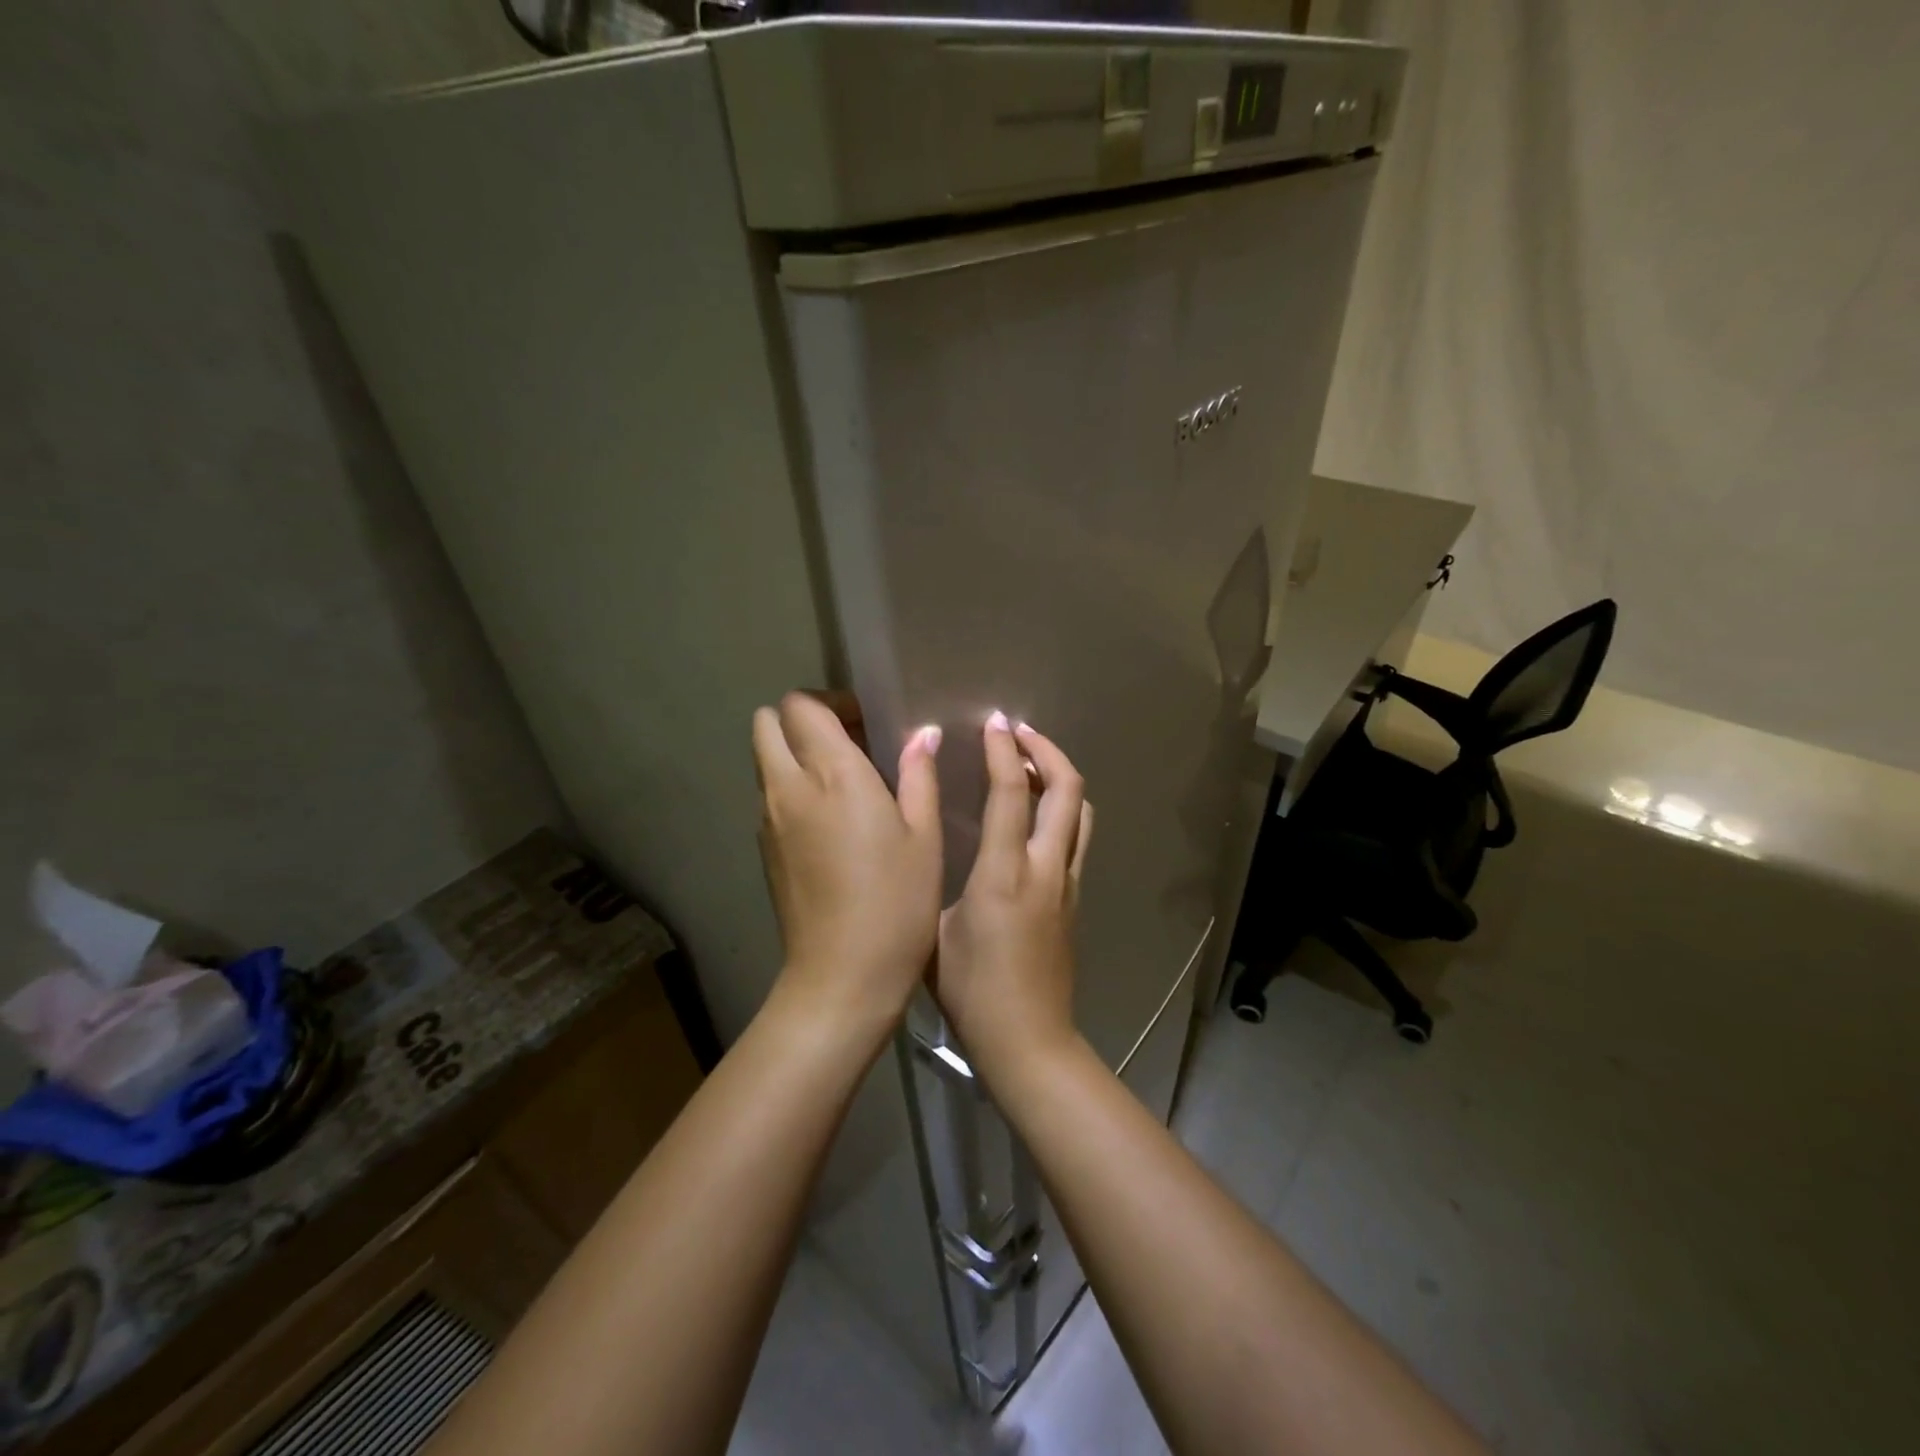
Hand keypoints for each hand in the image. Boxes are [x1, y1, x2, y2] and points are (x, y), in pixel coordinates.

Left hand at [754, 694, 942, 1035]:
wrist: (842, 976)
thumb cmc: (897, 902)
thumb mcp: (925, 836)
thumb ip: (918, 775)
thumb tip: (922, 735)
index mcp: (832, 775)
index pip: (801, 706)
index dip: (831, 702)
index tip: (865, 723)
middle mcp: (788, 788)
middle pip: (766, 724)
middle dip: (801, 721)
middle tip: (847, 744)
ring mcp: (768, 820)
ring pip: (765, 760)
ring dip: (795, 755)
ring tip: (843, 784)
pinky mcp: (763, 850)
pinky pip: (769, 796)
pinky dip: (791, 789)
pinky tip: (831, 824)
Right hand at [931, 713, 1093, 1082]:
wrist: (1028, 1041)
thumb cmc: (971, 990)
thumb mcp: (935, 930)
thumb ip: (936, 880)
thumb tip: (930, 848)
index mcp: (1004, 872)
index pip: (1011, 793)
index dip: (1003, 751)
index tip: (994, 723)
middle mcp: (1046, 868)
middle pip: (1067, 789)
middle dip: (1046, 750)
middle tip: (1019, 734)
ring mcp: (1068, 883)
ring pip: (1081, 811)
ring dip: (1060, 778)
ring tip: (1030, 766)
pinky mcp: (1074, 899)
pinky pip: (1077, 837)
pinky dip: (1062, 809)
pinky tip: (1036, 815)